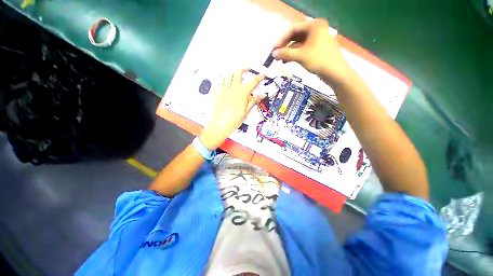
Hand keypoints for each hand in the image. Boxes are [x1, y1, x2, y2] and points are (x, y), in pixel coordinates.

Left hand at [200, 69, 264, 149]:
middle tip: (248, 69)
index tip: (262, 74)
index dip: (259, 77)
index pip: (253, 82)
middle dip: (244, 68)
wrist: (219, 125)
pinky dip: (223, 77)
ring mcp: (223, 89)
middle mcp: (232, 88)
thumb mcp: (246, 112)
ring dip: (234, 72)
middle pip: (239, 73)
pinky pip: (218, 80)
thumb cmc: (233, 121)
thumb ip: (253, 101)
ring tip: (236, 73)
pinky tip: (224, 79)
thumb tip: (262, 94)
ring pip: (228, 74)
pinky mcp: (216, 92)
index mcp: (242, 93)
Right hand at [272, 19, 351, 85]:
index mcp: (314, 25)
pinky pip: (302, 49)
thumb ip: (285, 53)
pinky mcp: (316, 48)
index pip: (293, 29)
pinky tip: (287, 61)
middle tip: (276, 55)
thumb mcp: (300, 56)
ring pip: (298, 43)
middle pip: (295, 36)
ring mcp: (316, 39)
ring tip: (280, 60)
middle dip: (285, 46)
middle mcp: (315, 29)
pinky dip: (294, 54)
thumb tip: (273, 54)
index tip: (273, 49)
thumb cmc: (318, 60)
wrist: (335, 72)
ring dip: (289, 51)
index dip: (281, 39)